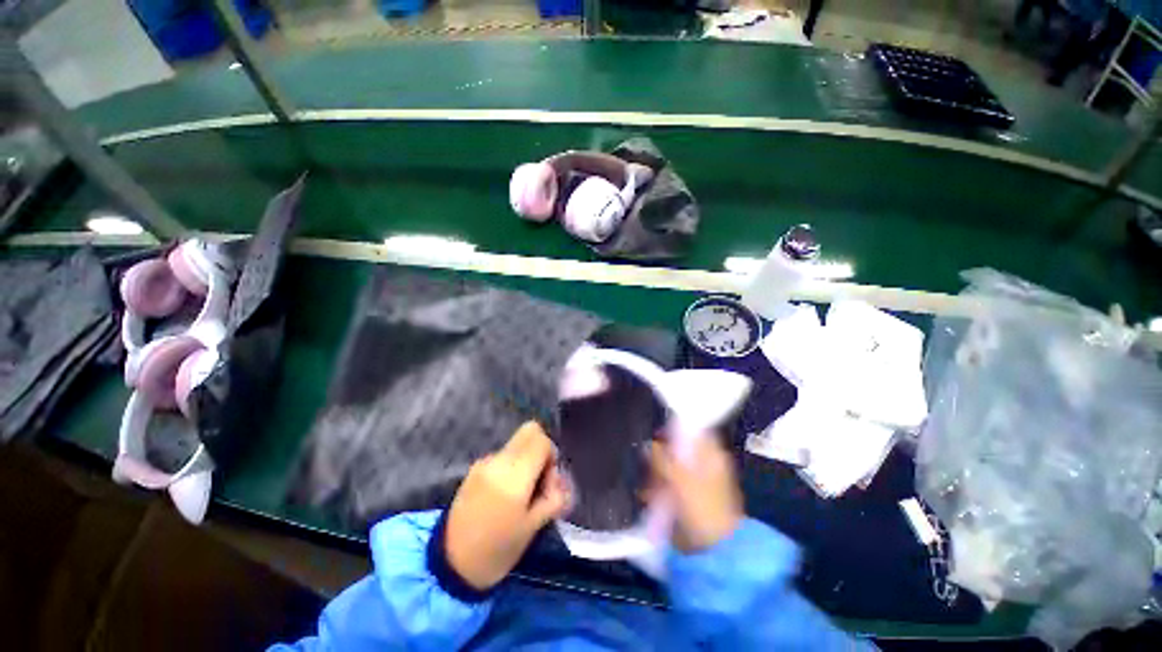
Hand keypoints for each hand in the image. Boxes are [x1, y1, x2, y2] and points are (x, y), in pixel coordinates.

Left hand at [445, 422, 570, 590]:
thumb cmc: (496, 551)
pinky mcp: (475, 468)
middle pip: (530, 431)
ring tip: (523, 491)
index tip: (548, 483)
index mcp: (514, 475)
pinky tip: (506, 493)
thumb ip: (553, 498)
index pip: (542, 441)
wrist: (449, 564)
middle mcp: (499, 460)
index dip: (552, 457)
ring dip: (527, 458)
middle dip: (541, 450)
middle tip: (540, 479)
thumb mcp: (532, 528)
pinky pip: (504, 454)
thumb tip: (561, 483)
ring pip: (517, 443)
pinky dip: (513, 464)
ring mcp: (485, 462)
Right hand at [650, 435, 742, 552]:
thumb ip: (662, 458)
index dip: (673, 431)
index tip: (657, 437)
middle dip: (661, 457)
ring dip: (658, 474)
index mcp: (712, 455)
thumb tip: (649, 444)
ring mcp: (700, 482)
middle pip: (679, 449)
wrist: (716, 551)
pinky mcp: (692, 498)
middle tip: (651, 468)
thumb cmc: (701, 508)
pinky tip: (652, 497)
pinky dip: (662, 488)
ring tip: (649, 488)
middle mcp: (707, 464)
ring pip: (673, 467)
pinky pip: (673, 484)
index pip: (691, 432)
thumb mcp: (679, 479)